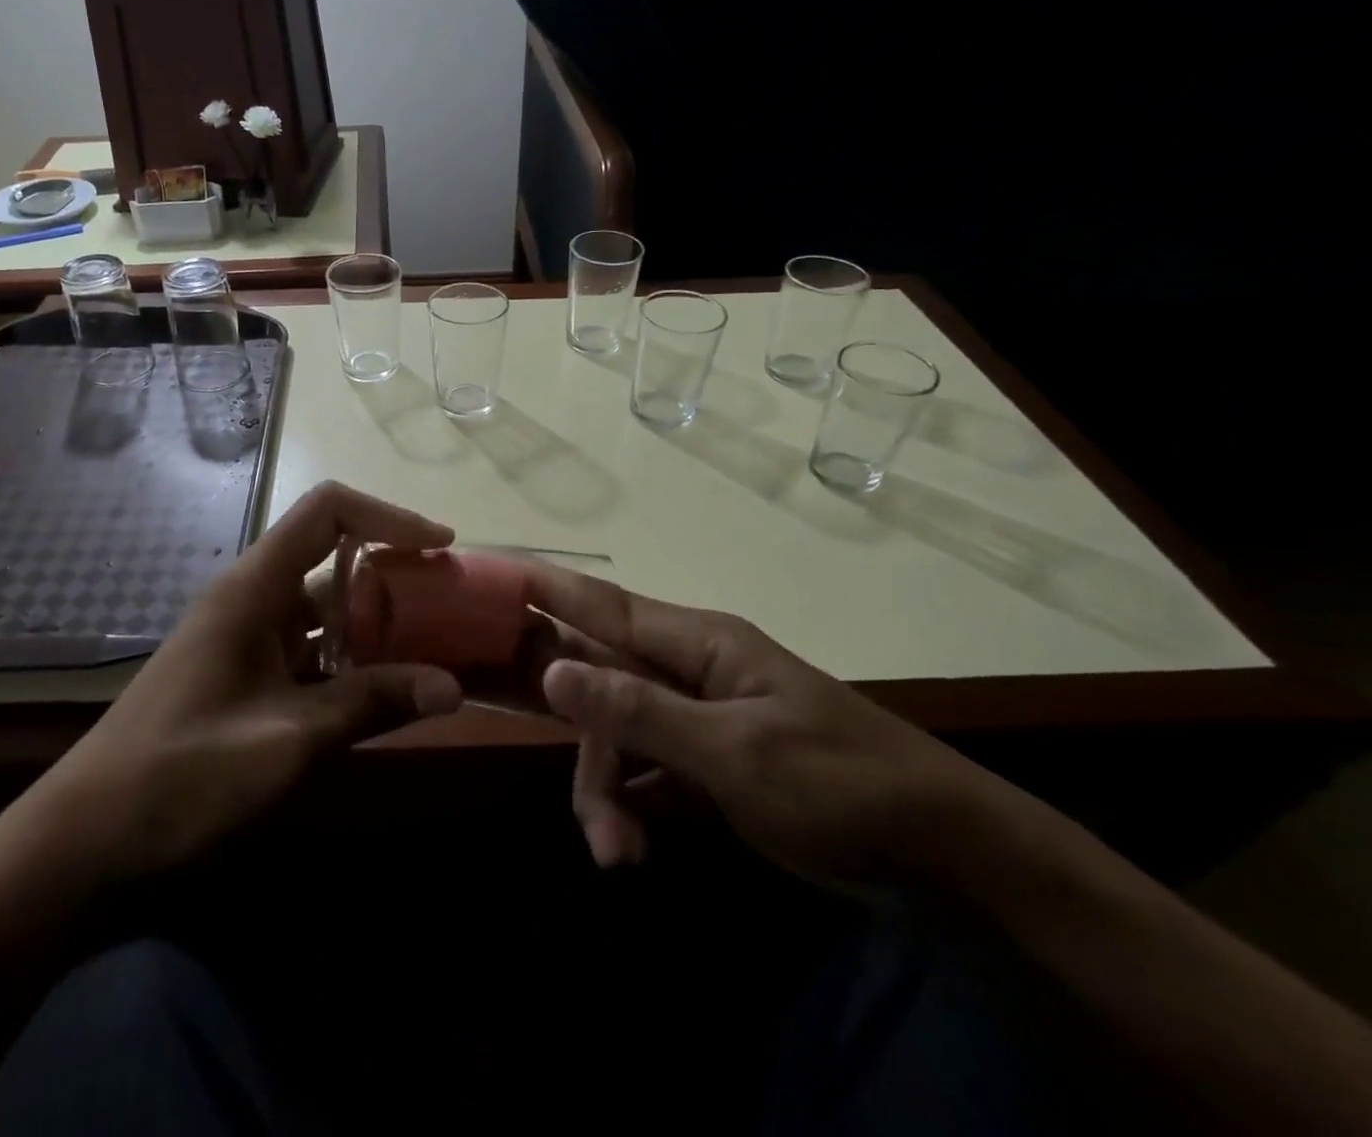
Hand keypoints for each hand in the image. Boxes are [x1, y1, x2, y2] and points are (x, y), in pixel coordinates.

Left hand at [8, 483, 464, 887]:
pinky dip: (349, 661)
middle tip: (448, 604)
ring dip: (375, 623)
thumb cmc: (183, 775)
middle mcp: (251, 598)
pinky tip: (383, 693)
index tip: (439, 547)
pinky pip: (309, 650)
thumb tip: (454, 687)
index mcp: (254, 587)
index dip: (388, 517)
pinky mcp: (244, 675)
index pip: (327, 512)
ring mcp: (246, 638)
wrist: (86, 840)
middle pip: (332, 557)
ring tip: (432, 648)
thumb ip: (370, 703)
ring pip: (324, 608)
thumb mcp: (288, 739)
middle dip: (392, 574)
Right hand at [524, 563, 1017, 888]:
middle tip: (576, 808)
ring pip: (616, 734)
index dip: (544, 588)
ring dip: (606, 790)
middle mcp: (687, 669)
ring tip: (617, 854)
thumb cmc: (839, 784)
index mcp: (696, 642)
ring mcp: (696, 716)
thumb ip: (640, 710)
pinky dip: (631, 806)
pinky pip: (644, 770)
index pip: (602, 604)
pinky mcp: (706, 762)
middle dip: (578, 737)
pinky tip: (632, 848)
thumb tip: (553, 669)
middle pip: (598, 681)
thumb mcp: (734, 752)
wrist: (942, 857)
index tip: (489, 574)